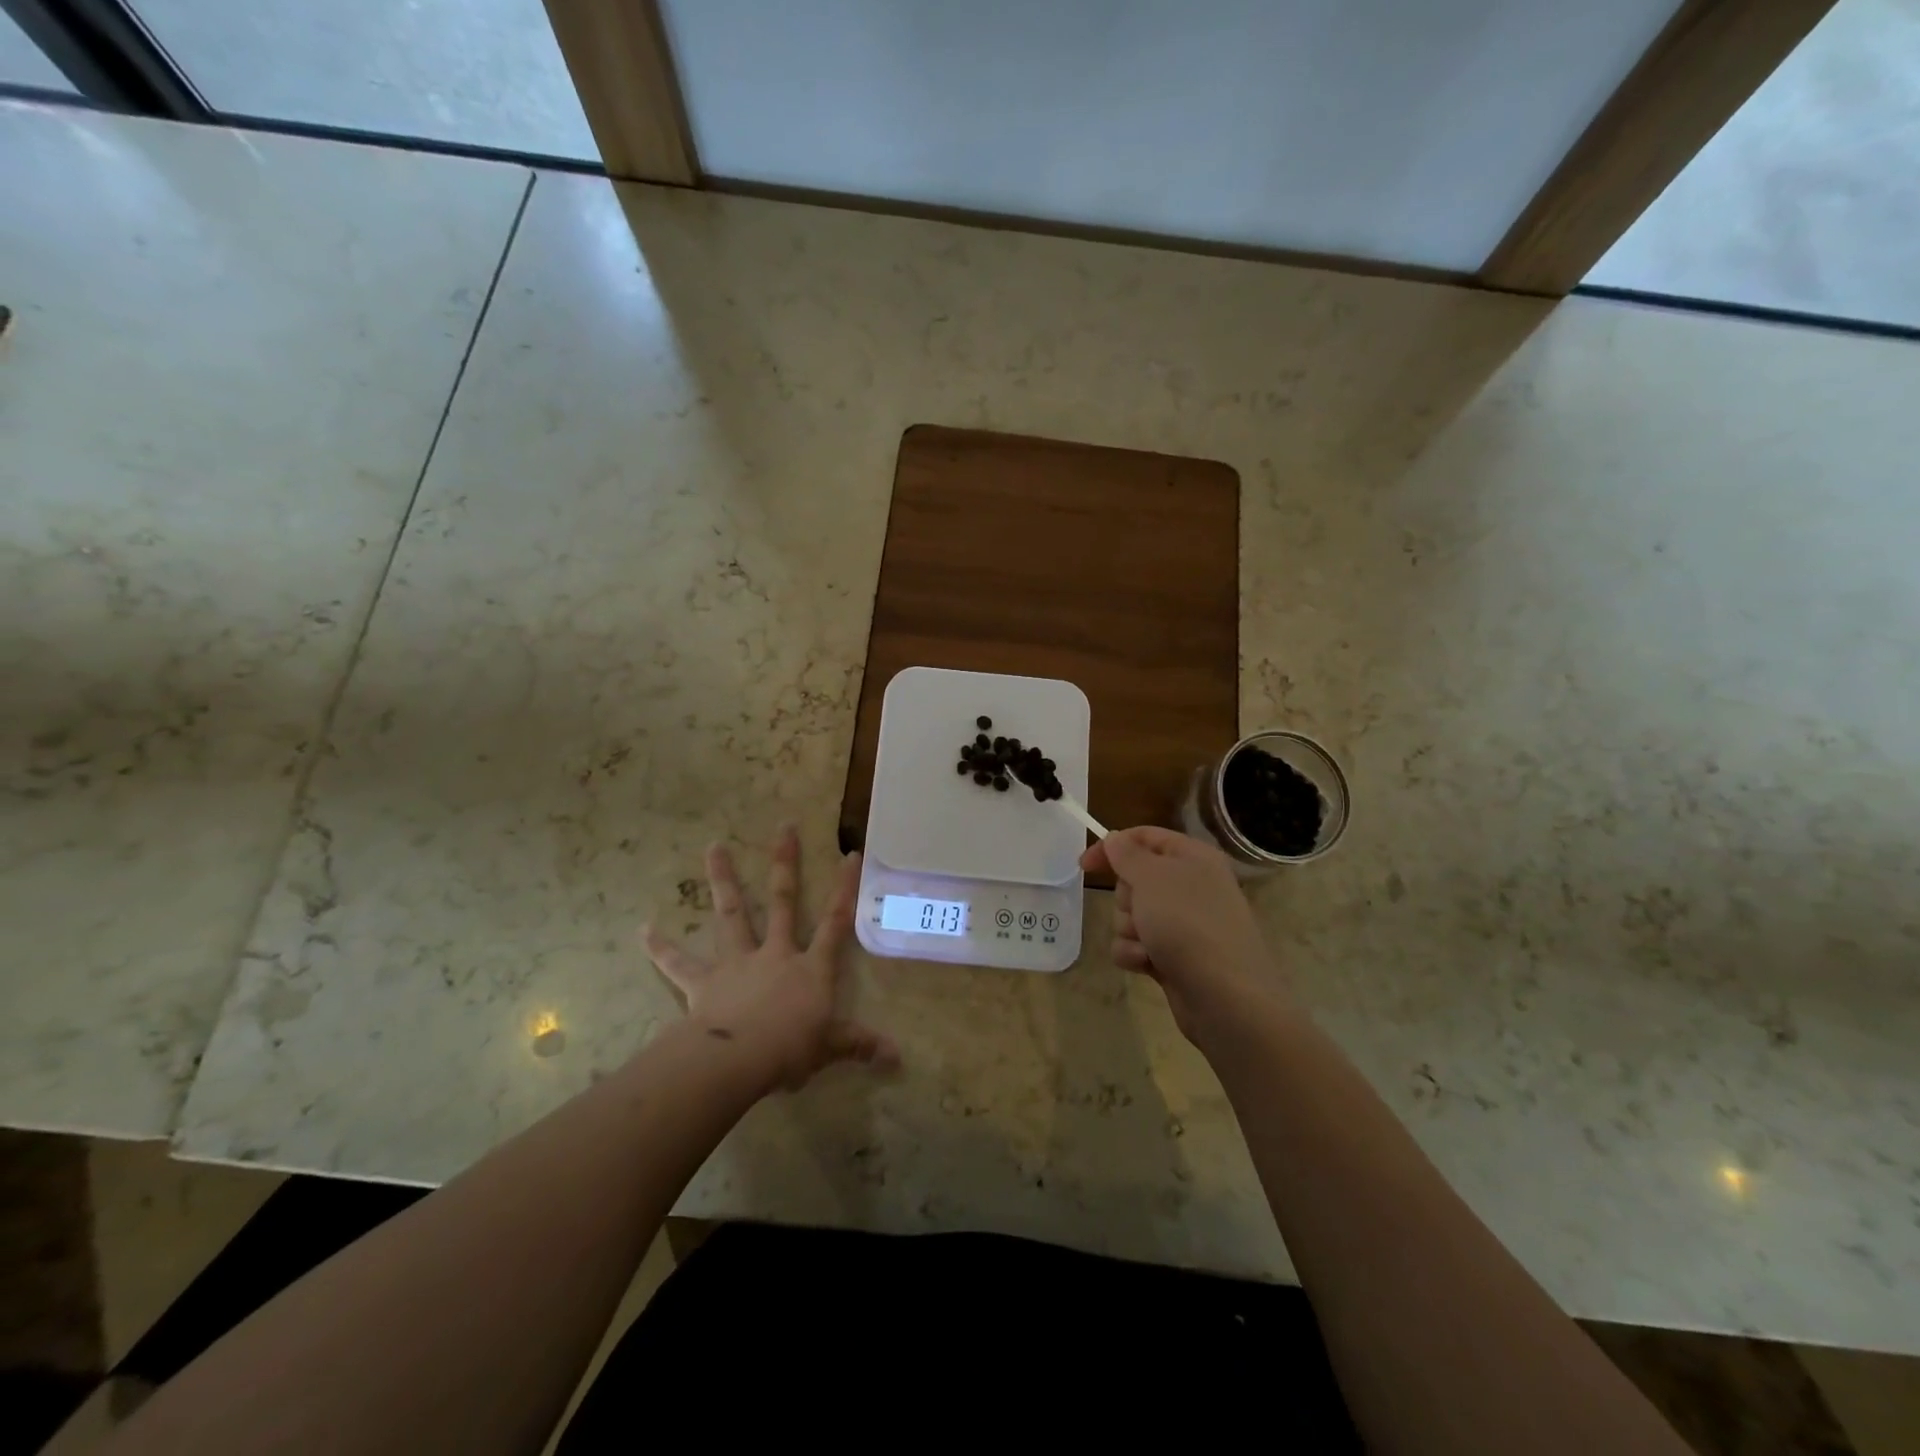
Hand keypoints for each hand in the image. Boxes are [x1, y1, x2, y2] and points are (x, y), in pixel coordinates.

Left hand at [644, 826, 897, 1093]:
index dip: (844, 889)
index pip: (835, 922)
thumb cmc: (790, 1049)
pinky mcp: (704, 981)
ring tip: (713, 846)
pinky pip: (679, 963)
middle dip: (785, 863)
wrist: (738, 1059)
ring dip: (723, 880)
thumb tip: (898, 1057)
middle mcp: (775, 954)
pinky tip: (643, 929)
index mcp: (810, 968)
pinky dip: (661, 947)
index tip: (849, 854)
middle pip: (783, 901)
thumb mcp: (830, 1047)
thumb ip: (860, 1044)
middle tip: (784, 826)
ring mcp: (738, 962)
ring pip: (732, 915)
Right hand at [1080, 827, 1281, 1043]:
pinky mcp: (1173, 956)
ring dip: (1129, 929)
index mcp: (1192, 858)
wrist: (1225, 996)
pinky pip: (1136, 945)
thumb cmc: (1187, 923)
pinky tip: (1148, 963)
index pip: (1145, 837)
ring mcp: (1182, 924)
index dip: (1113, 846)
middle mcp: (1190, 886)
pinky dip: (1136, 953)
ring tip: (1148, 943)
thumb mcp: (1152, 877)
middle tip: (1140, 910)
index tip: (1084, 865)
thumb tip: (1115, 838)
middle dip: (1126, 897)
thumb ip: (1127, 853)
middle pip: (1134, 879)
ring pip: (1131, 915)